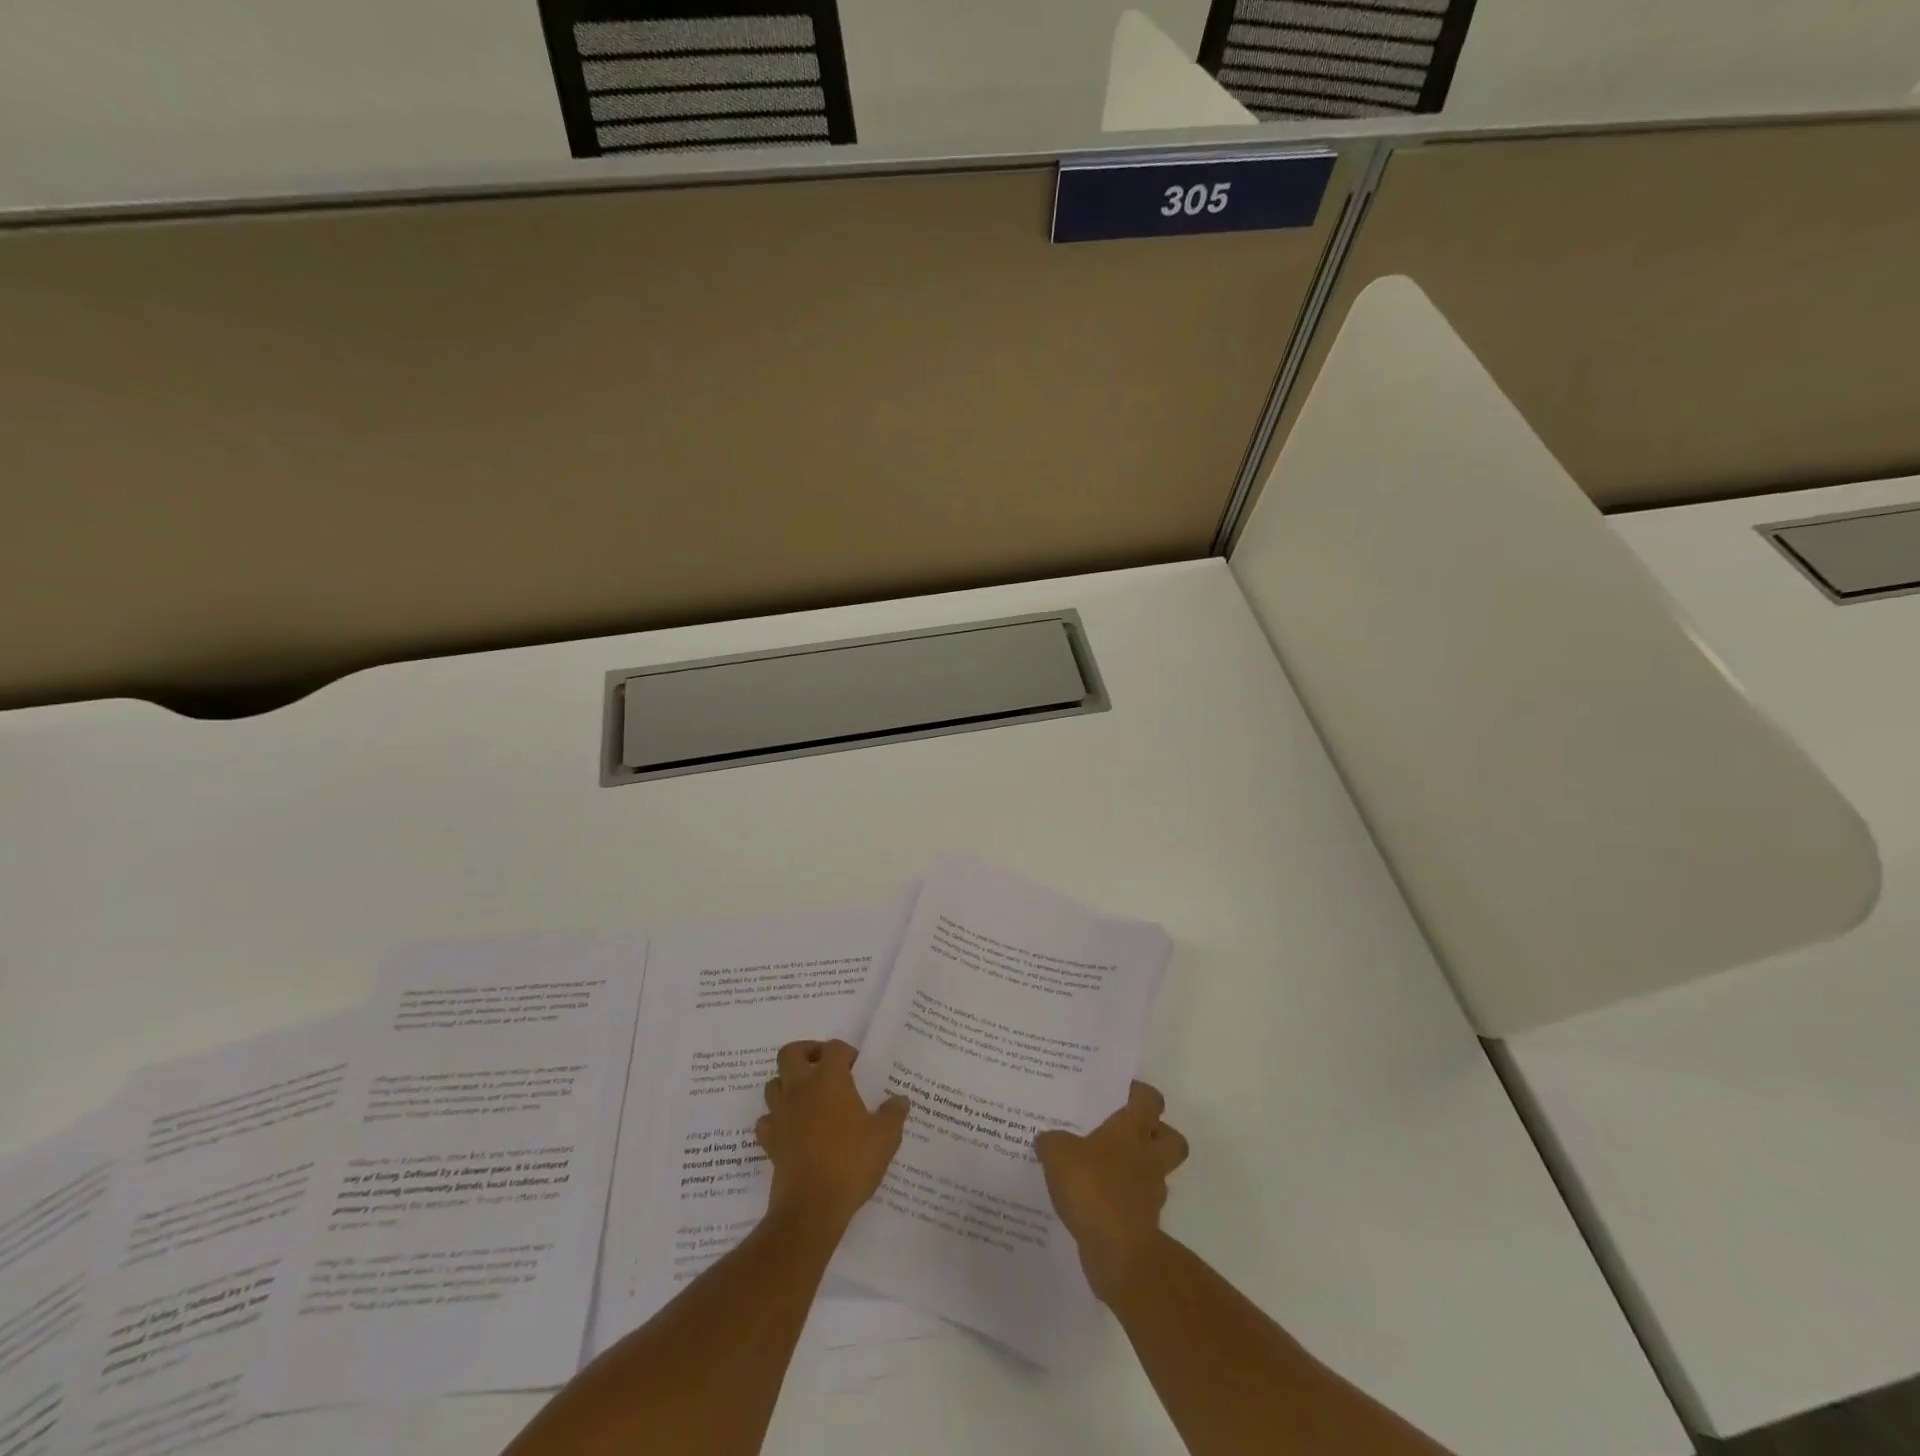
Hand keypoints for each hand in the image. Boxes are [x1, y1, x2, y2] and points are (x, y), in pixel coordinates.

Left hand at [757, 1040, 910, 1234]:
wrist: (812, 1206)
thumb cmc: (851, 1161)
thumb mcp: (886, 1136)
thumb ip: (894, 1113)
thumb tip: (900, 1100)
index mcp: (829, 1079)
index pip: (834, 1048)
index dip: (846, 1052)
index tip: (857, 1067)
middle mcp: (800, 1088)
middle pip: (790, 1053)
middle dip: (806, 1054)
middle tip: (823, 1067)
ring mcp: (781, 1114)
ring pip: (773, 1084)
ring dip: (787, 1085)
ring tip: (808, 1098)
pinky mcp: (770, 1142)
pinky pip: (766, 1120)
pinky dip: (776, 1120)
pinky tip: (791, 1130)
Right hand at [1035, 1081, 1189, 1302]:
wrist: (1117, 1250)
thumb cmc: (1091, 1186)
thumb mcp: (1058, 1153)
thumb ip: (1052, 1141)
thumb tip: (1046, 1139)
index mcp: (1132, 1130)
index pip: (1150, 1100)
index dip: (1140, 1093)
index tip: (1124, 1092)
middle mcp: (1148, 1158)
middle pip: (1172, 1139)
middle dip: (1157, 1133)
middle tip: (1128, 1132)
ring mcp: (1150, 1193)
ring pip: (1155, 1173)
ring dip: (1137, 1170)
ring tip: (1103, 1169)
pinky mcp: (1143, 1224)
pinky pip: (1137, 1203)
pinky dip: (1122, 1201)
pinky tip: (1095, 1201)